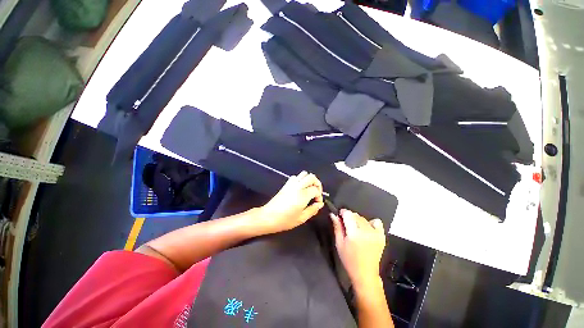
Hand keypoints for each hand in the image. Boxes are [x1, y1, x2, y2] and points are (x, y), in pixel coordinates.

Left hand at [258, 171, 323, 233]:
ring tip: (309, 189)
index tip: (317, 203)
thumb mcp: (302, 218)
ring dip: (309, 180)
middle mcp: (298, 186)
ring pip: (304, 174)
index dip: (319, 196)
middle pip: (311, 177)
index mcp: (303, 195)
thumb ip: (313, 210)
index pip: (316, 189)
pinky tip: (300, 188)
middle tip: (316, 193)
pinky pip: (295, 177)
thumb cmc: (285, 220)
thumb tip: (320, 204)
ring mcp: (291, 184)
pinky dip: (300, 179)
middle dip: (317, 184)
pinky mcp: (286, 184)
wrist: (268, 217)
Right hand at [330, 209, 385, 289]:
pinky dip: (370, 223)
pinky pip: (377, 222)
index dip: (343, 213)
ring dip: (358, 220)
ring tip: (355, 229)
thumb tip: (333, 214)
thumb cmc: (349, 260)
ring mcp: (375, 233)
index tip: (340, 216)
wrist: (365, 274)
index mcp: (354, 233)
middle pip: (356, 215)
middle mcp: (366, 231)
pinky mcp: (382, 236)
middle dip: (349, 217)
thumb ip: (337, 227)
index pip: (348, 214)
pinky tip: (366, 229)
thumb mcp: (339, 243)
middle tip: (346, 225)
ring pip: (364, 218)